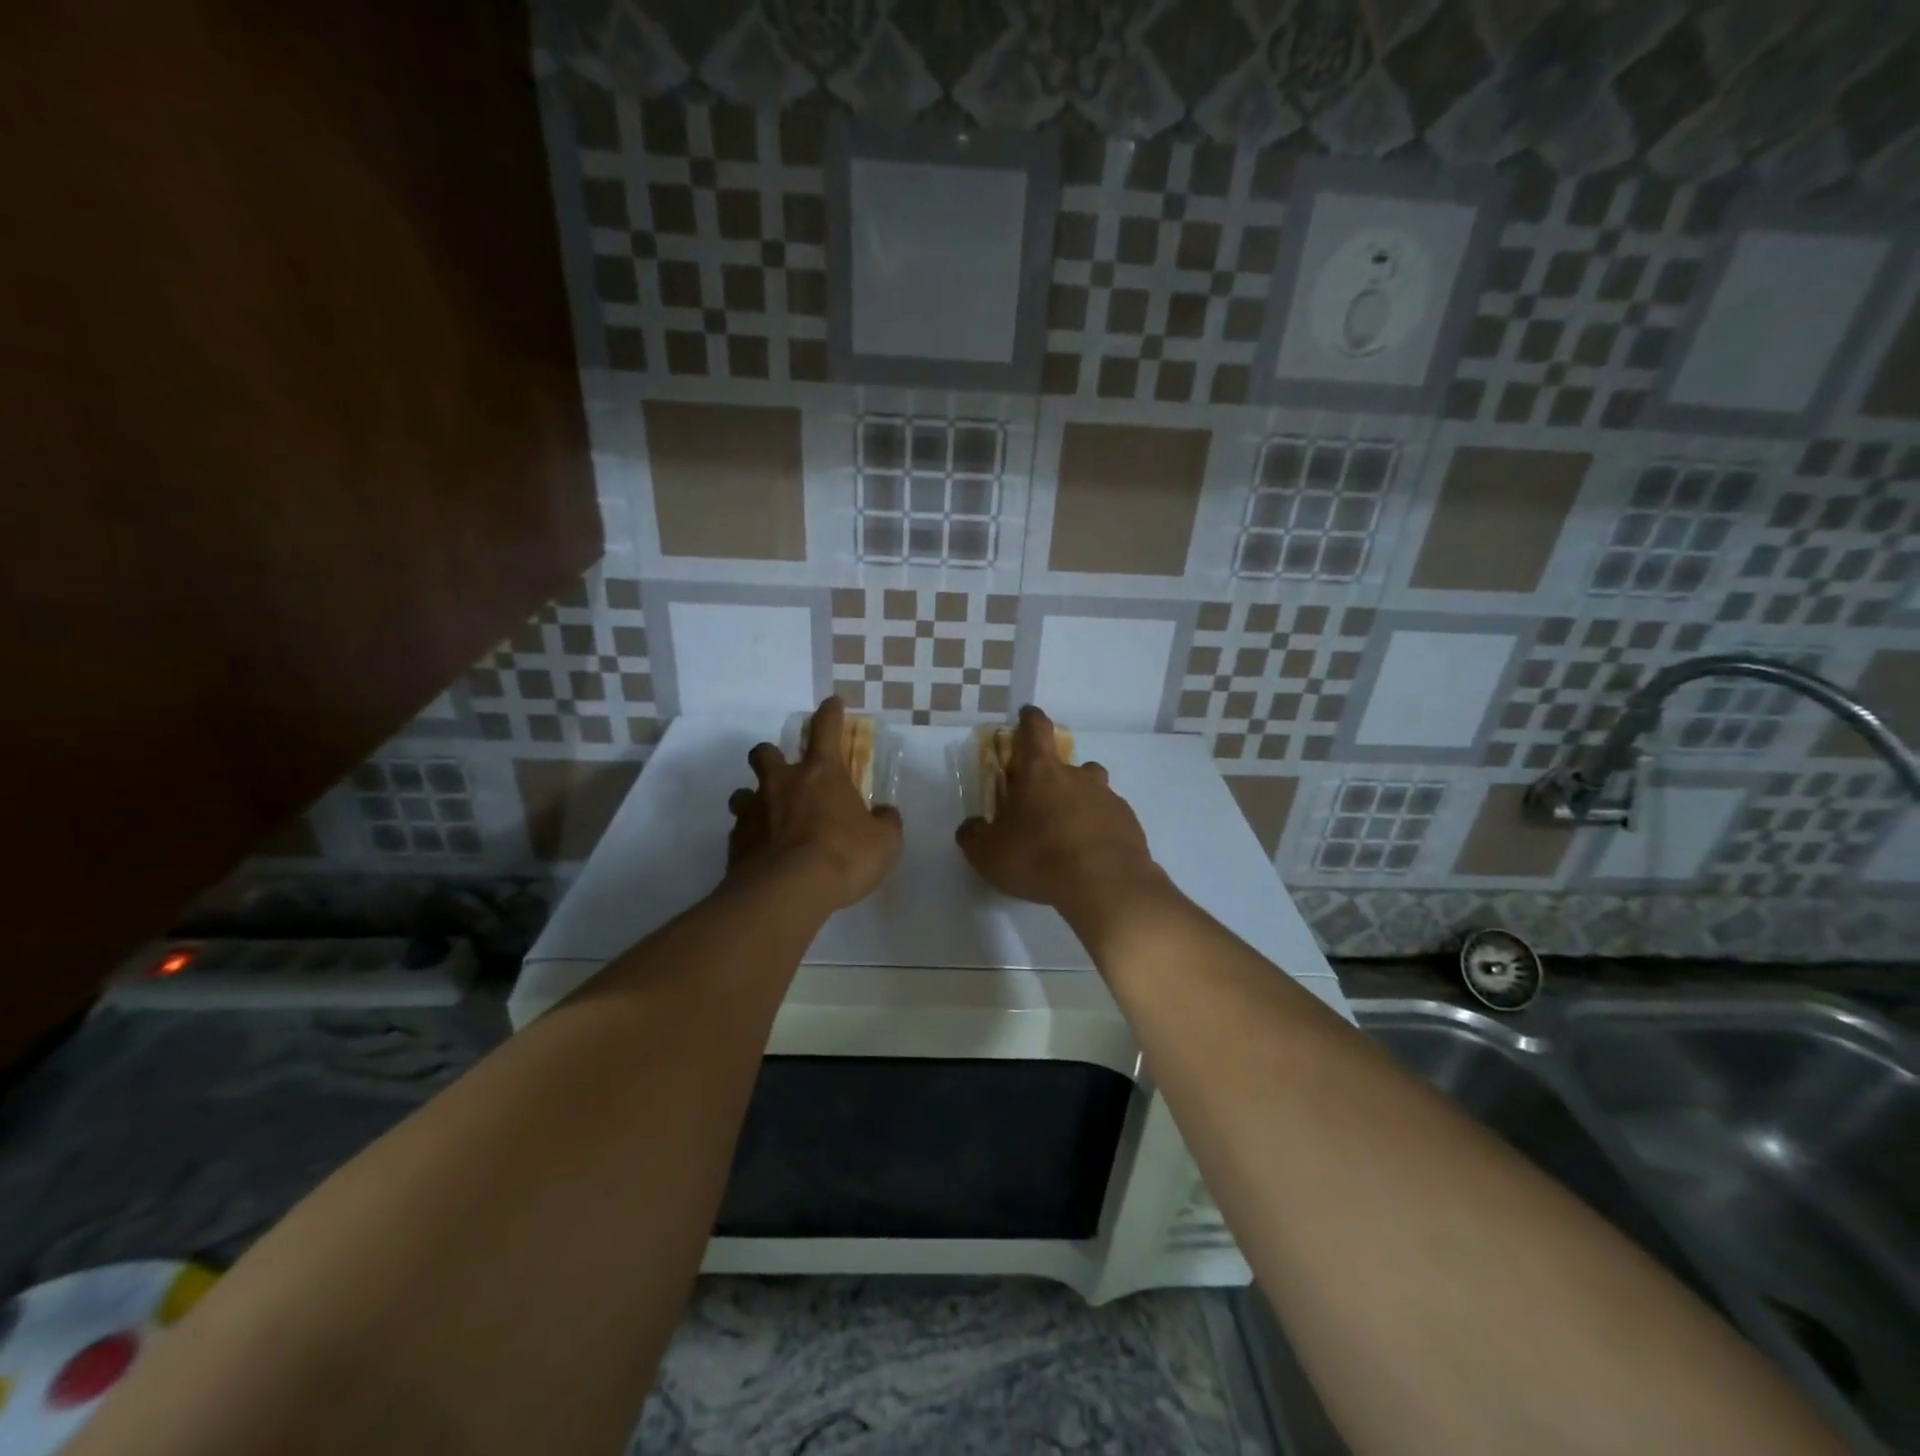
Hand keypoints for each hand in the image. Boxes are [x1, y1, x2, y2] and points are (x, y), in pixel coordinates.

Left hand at [727, 697, 902, 908]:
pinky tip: (761, 854)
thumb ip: (885, 822)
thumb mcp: (885, 842)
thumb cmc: (844, 856)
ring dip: (753, 799)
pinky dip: (750, 837)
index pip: (826, 729)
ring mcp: (753, 812)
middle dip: (771, 755)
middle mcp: (782, 784)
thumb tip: (885, 813)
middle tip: (782, 770)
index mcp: (822, 774)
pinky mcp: (735, 843)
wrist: (788, 891)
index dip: (830, 713)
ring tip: (766, 817)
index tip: (832, 703)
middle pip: (765, 753)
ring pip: (742, 792)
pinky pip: (739, 831)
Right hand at [955, 705, 1164, 919]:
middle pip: (1066, 764)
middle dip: (1054, 778)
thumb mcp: (988, 854)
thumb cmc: (1038, 858)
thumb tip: (971, 827)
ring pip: (1092, 790)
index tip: (1027, 716)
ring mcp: (1108, 797)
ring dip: (1080, 803)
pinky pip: (1110, 818)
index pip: (1035, 729)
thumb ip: (974, 835)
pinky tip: (1091, 856)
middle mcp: (1077, 776)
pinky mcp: (1129, 823)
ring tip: (1069, 834)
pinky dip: (1100, 829)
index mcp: (1040, 772)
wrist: (1105, 884)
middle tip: (1042, 806)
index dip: (1029, 720)